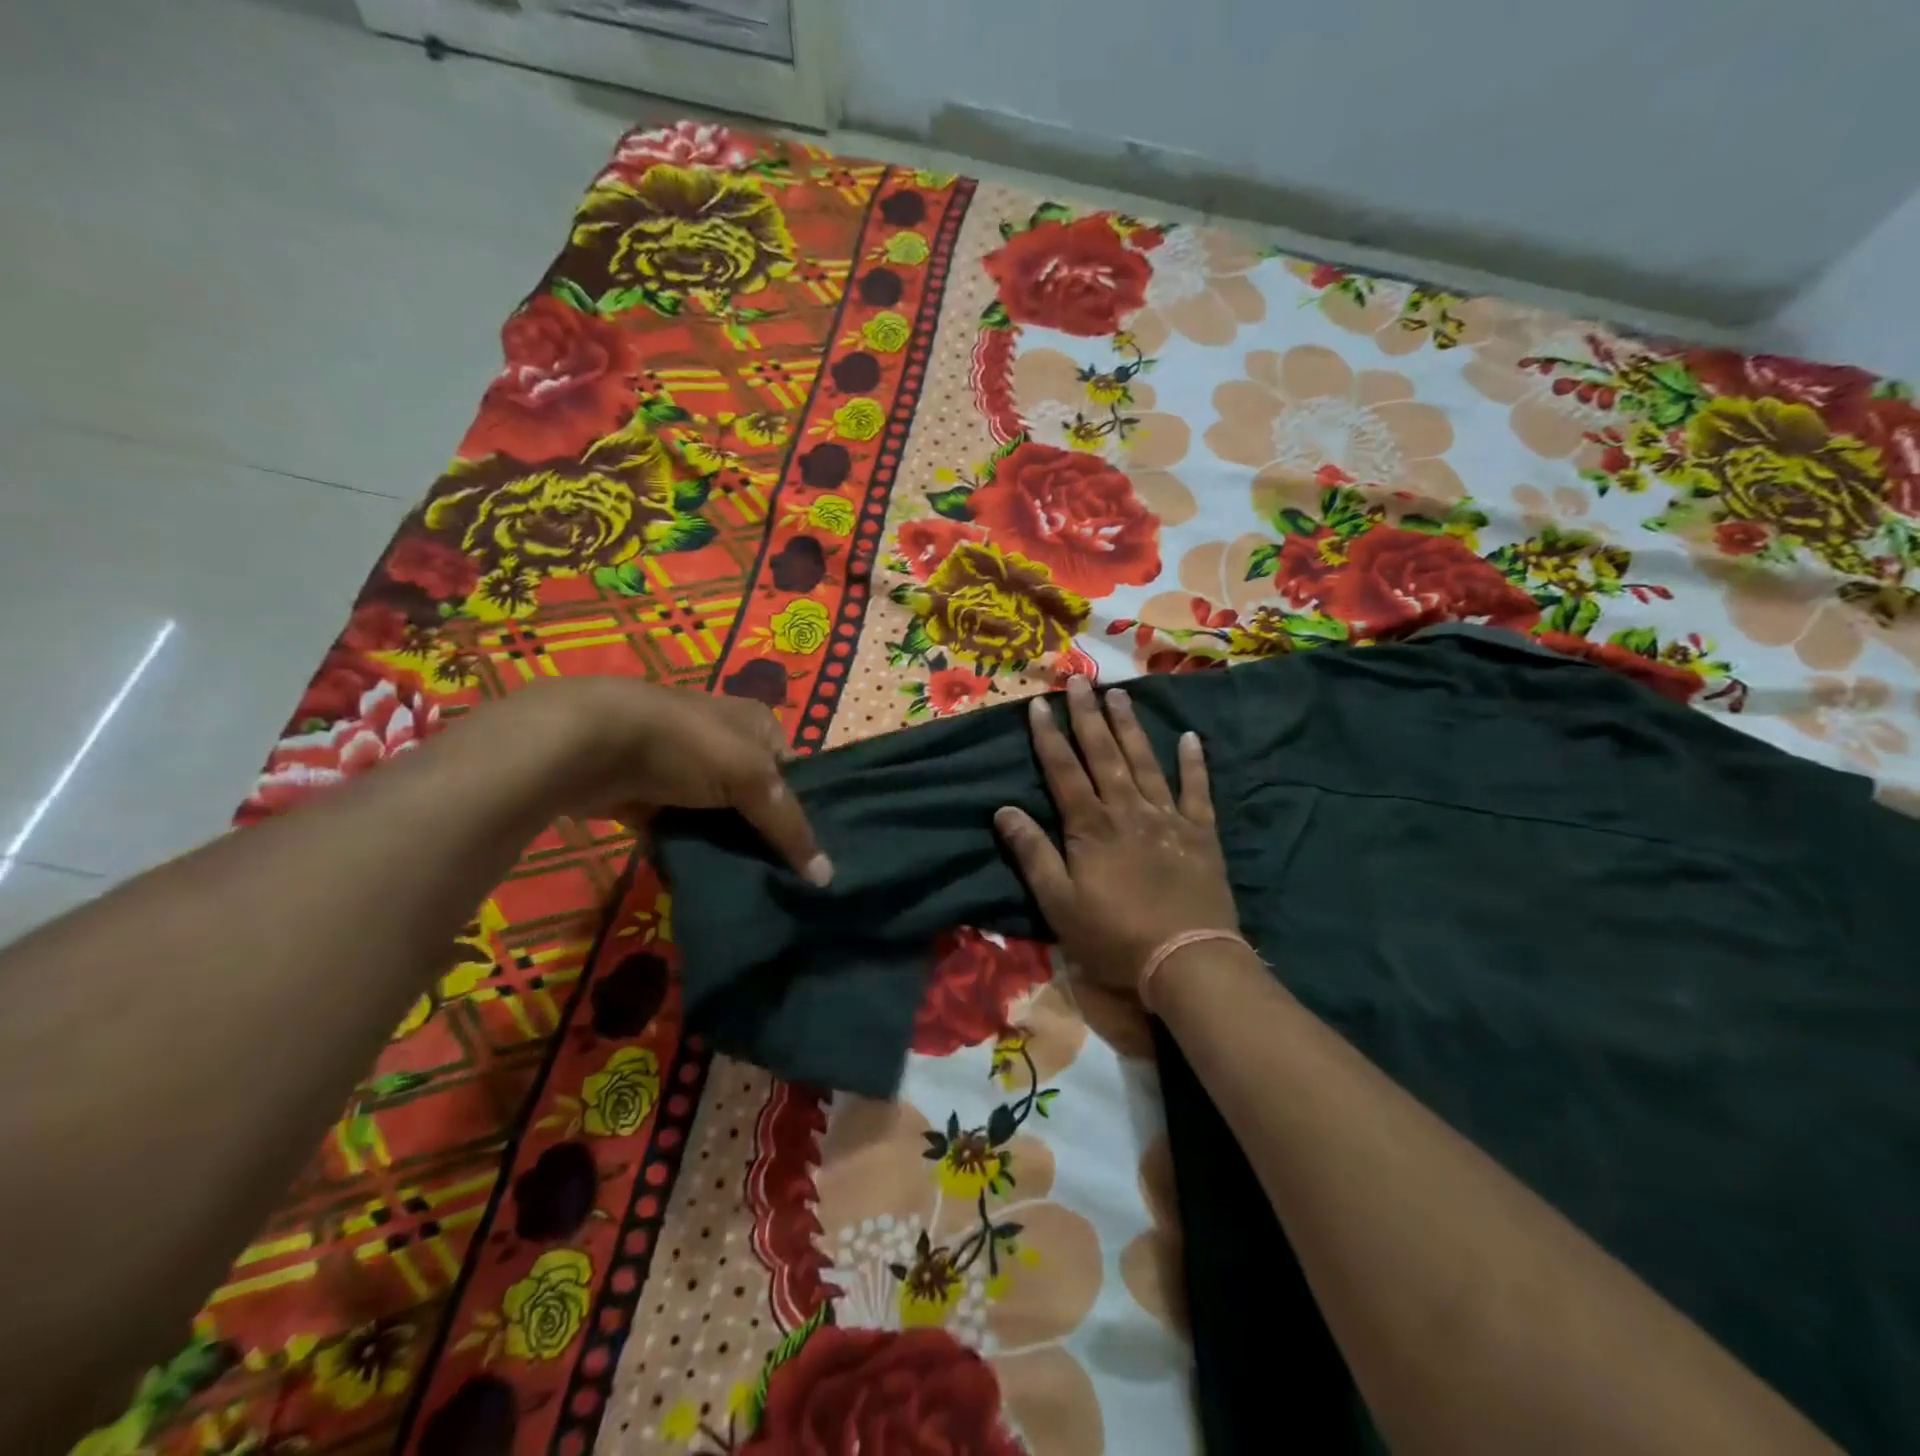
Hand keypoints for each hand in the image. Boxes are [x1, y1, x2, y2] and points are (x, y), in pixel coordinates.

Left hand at [485, 678, 830, 883]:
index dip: (803, 813)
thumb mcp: (753, 779)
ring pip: (719, 818)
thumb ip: (789, 827)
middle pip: (757, 799)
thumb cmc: (687, 745)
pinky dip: (689, 851)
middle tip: (782, 880)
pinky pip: (681, 830)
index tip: (810, 857)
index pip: (794, 774)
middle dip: (764, 837)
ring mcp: (685, 769)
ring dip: (726, 847)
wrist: (590, 742)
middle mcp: (726, 741)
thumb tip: (827, 878)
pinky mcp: (650, 795)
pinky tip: (704, 878)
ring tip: (748, 887)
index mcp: (758, 724)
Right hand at [994, 675, 1237, 992]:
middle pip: (1104, 754)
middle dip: (1088, 716)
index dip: (1048, 736)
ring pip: (1146, 762)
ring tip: (1120, 694)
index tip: (1038, 703)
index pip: (1063, 770)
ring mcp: (1168, 818)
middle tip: (1080, 680)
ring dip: (1131, 727)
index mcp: (1091, 826)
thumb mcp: (1058, 903)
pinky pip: (1198, 790)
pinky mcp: (1201, 834)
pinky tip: (1190, 737)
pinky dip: (1194, 763)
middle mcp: (1128, 810)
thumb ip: (1032, 853)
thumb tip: (1003, 810)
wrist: (1186, 959)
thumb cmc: (1114, 936)